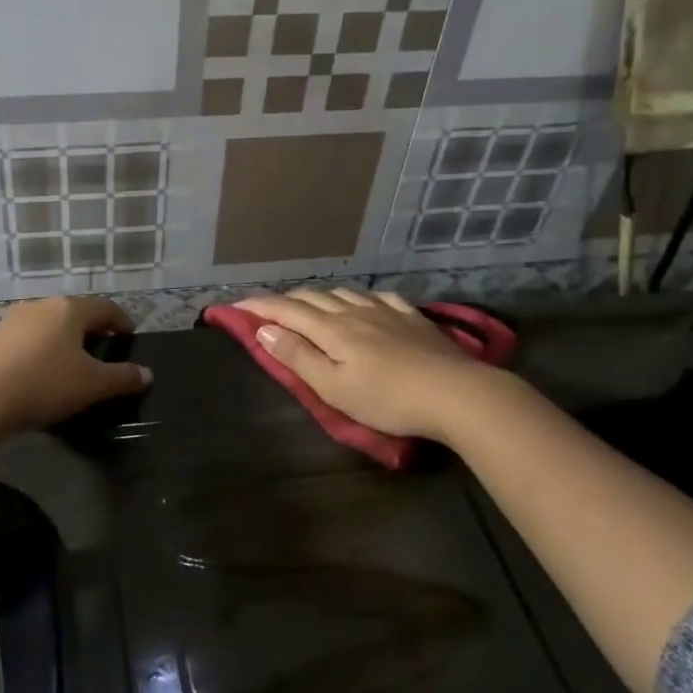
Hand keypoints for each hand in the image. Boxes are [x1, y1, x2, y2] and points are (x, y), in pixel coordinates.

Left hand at [0, 296, 148, 435]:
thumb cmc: (43, 383)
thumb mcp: (91, 385)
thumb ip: (122, 378)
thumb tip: (146, 373)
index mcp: (69, 309)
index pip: (104, 308)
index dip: (121, 321)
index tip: (129, 335)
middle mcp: (40, 306)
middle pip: (74, 312)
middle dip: (90, 329)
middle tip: (103, 348)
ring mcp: (11, 320)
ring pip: (47, 325)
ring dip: (62, 339)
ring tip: (70, 361)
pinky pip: (25, 339)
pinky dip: (39, 350)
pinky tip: (38, 372)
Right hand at [236, 288, 492, 441]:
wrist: (456, 393)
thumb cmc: (388, 399)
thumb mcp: (334, 388)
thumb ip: (298, 357)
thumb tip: (265, 329)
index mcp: (331, 329)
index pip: (286, 310)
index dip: (259, 306)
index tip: (237, 306)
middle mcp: (354, 311)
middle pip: (313, 296)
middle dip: (285, 299)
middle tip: (269, 309)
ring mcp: (385, 310)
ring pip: (343, 292)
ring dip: (319, 295)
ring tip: (310, 304)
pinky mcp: (411, 317)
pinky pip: (377, 296)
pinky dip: (358, 297)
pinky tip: (364, 303)